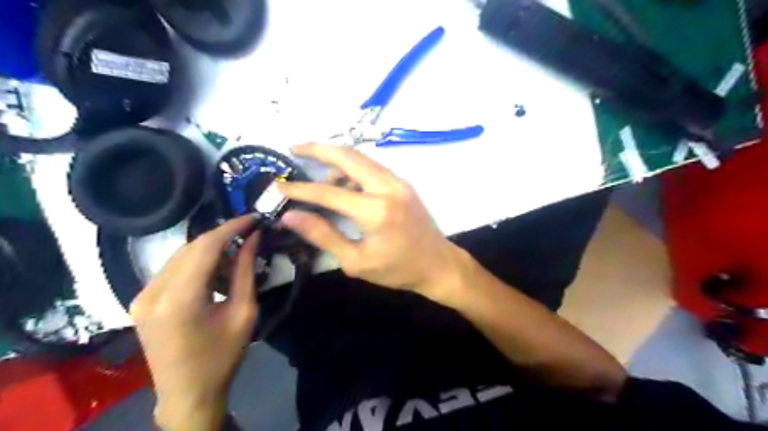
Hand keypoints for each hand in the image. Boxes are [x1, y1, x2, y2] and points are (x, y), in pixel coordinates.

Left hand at [131, 219, 260, 430]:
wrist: (187, 394)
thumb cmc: (223, 357)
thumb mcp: (244, 312)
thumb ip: (246, 271)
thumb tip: (253, 238)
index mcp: (179, 299)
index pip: (206, 246)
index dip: (232, 227)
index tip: (254, 217)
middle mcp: (152, 292)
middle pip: (191, 247)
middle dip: (223, 236)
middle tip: (249, 234)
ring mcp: (141, 296)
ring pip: (181, 255)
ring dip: (210, 249)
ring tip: (236, 255)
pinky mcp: (141, 301)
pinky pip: (172, 269)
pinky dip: (196, 263)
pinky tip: (215, 272)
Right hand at [278, 144, 464, 298]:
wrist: (438, 264)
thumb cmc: (397, 270)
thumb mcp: (356, 261)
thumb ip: (323, 235)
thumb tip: (290, 216)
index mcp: (376, 211)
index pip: (328, 192)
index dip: (299, 189)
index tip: (277, 185)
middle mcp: (388, 187)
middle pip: (348, 156)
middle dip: (318, 148)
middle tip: (294, 148)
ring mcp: (399, 182)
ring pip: (361, 157)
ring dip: (336, 158)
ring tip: (315, 171)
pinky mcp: (403, 183)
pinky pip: (373, 166)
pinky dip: (353, 167)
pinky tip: (343, 182)